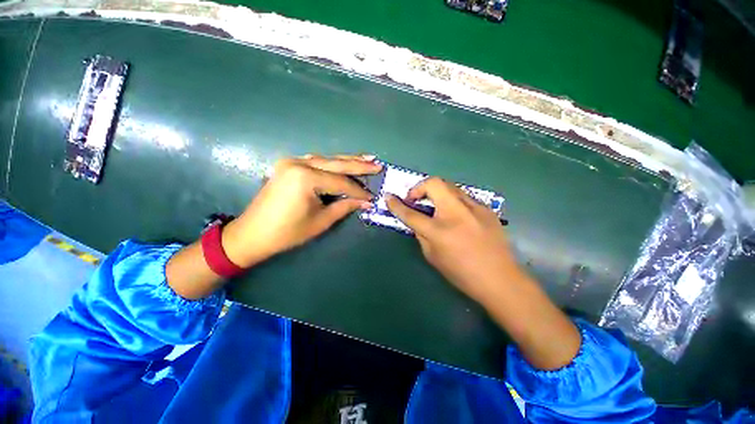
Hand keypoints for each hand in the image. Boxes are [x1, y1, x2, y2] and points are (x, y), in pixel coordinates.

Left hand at [222, 154, 381, 267]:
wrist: (252, 234)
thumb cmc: (287, 232)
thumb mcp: (321, 221)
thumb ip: (345, 207)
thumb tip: (366, 202)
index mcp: (306, 177)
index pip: (341, 183)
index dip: (359, 191)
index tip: (373, 197)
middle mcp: (298, 163)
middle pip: (336, 163)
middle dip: (359, 166)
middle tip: (378, 165)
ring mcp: (291, 162)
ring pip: (327, 159)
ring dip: (347, 161)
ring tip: (366, 160)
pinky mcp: (288, 166)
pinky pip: (316, 162)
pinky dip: (332, 164)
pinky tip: (343, 163)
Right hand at [386, 177, 580, 369]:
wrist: (500, 279)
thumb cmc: (462, 273)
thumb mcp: (433, 257)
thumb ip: (422, 234)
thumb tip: (417, 220)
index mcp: (439, 231)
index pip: (411, 213)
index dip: (396, 204)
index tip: (388, 197)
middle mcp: (456, 214)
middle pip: (434, 183)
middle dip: (419, 187)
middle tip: (416, 199)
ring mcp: (474, 208)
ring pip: (449, 186)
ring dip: (436, 192)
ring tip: (434, 205)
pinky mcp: (486, 208)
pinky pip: (463, 196)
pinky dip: (452, 200)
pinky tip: (454, 214)